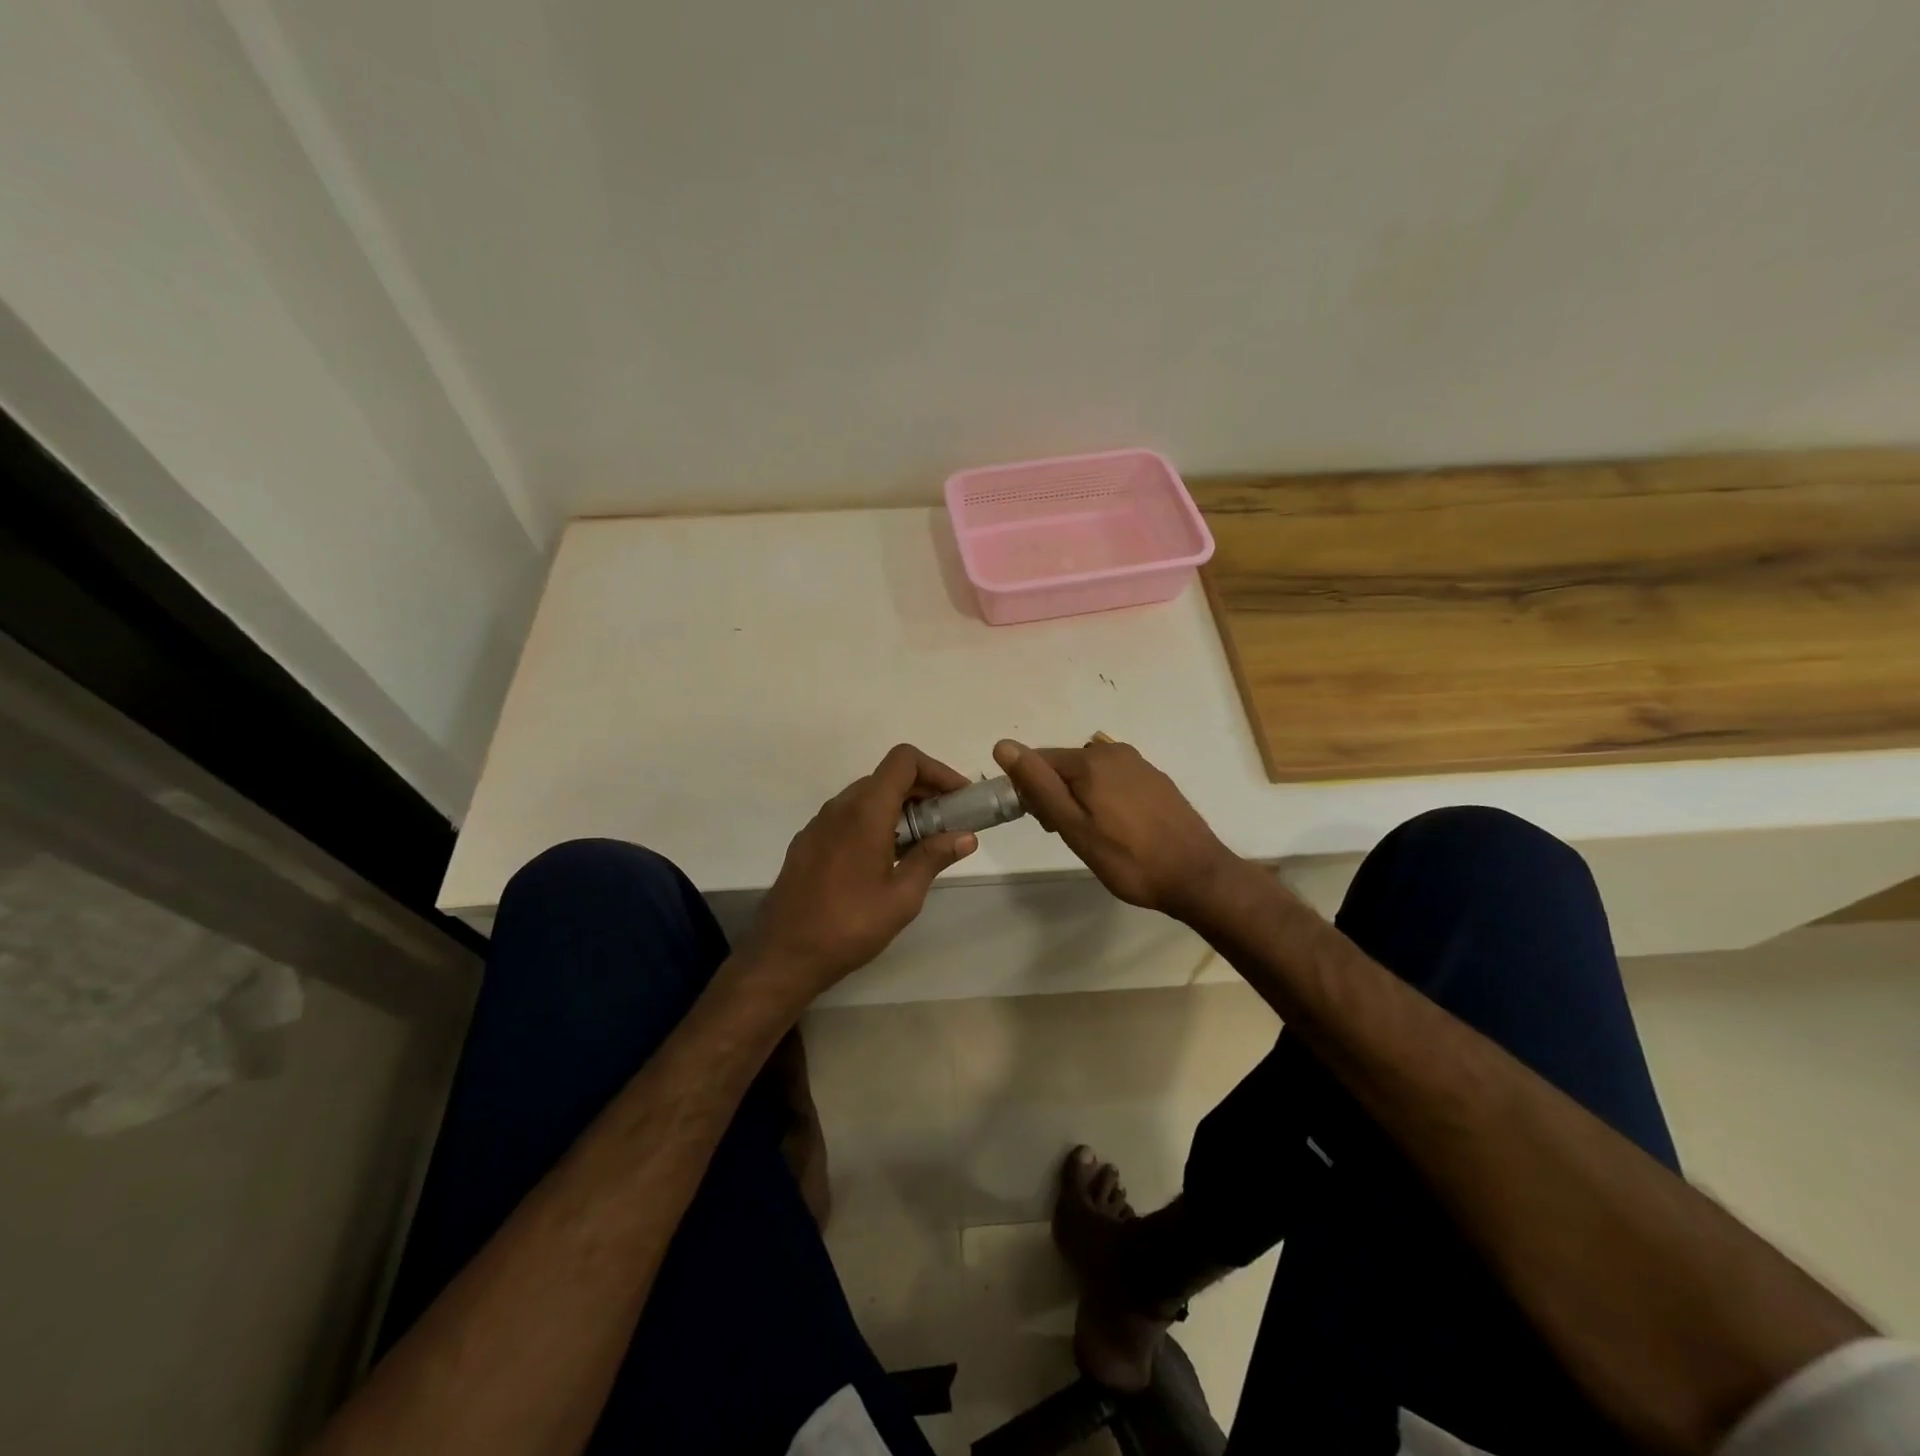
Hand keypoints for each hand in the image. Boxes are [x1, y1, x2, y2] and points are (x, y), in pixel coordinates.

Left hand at [742, 744, 978, 999]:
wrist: (783, 954)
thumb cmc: (849, 925)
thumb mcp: (902, 896)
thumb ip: (933, 858)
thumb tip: (966, 837)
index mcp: (866, 811)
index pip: (904, 760)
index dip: (937, 770)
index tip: (959, 797)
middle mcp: (840, 807)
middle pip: (887, 776)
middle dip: (924, 791)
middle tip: (949, 822)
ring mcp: (819, 823)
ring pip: (867, 796)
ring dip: (899, 808)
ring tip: (922, 843)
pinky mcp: (808, 842)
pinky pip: (848, 816)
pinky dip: (875, 821)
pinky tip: (885, 858)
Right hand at [992, 735, 1237, 918]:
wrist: (1197, 875)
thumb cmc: (1127, 858)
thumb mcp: (1073, 827)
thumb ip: (1038, 785)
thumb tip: (1003, 746)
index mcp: (1090, 760)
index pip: (1038, 761)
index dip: (1031, 791)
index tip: (1044, 825)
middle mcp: (1114, 751)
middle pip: (1065, 766)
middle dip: (1055, 794)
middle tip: (1066, 834)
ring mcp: (1139, 764)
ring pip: (1090, 774)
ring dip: (1079, 797)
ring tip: (1093, 836)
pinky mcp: (1156, 779)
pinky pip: (1114, 780)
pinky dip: (1104, 798)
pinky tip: (1117, 829)